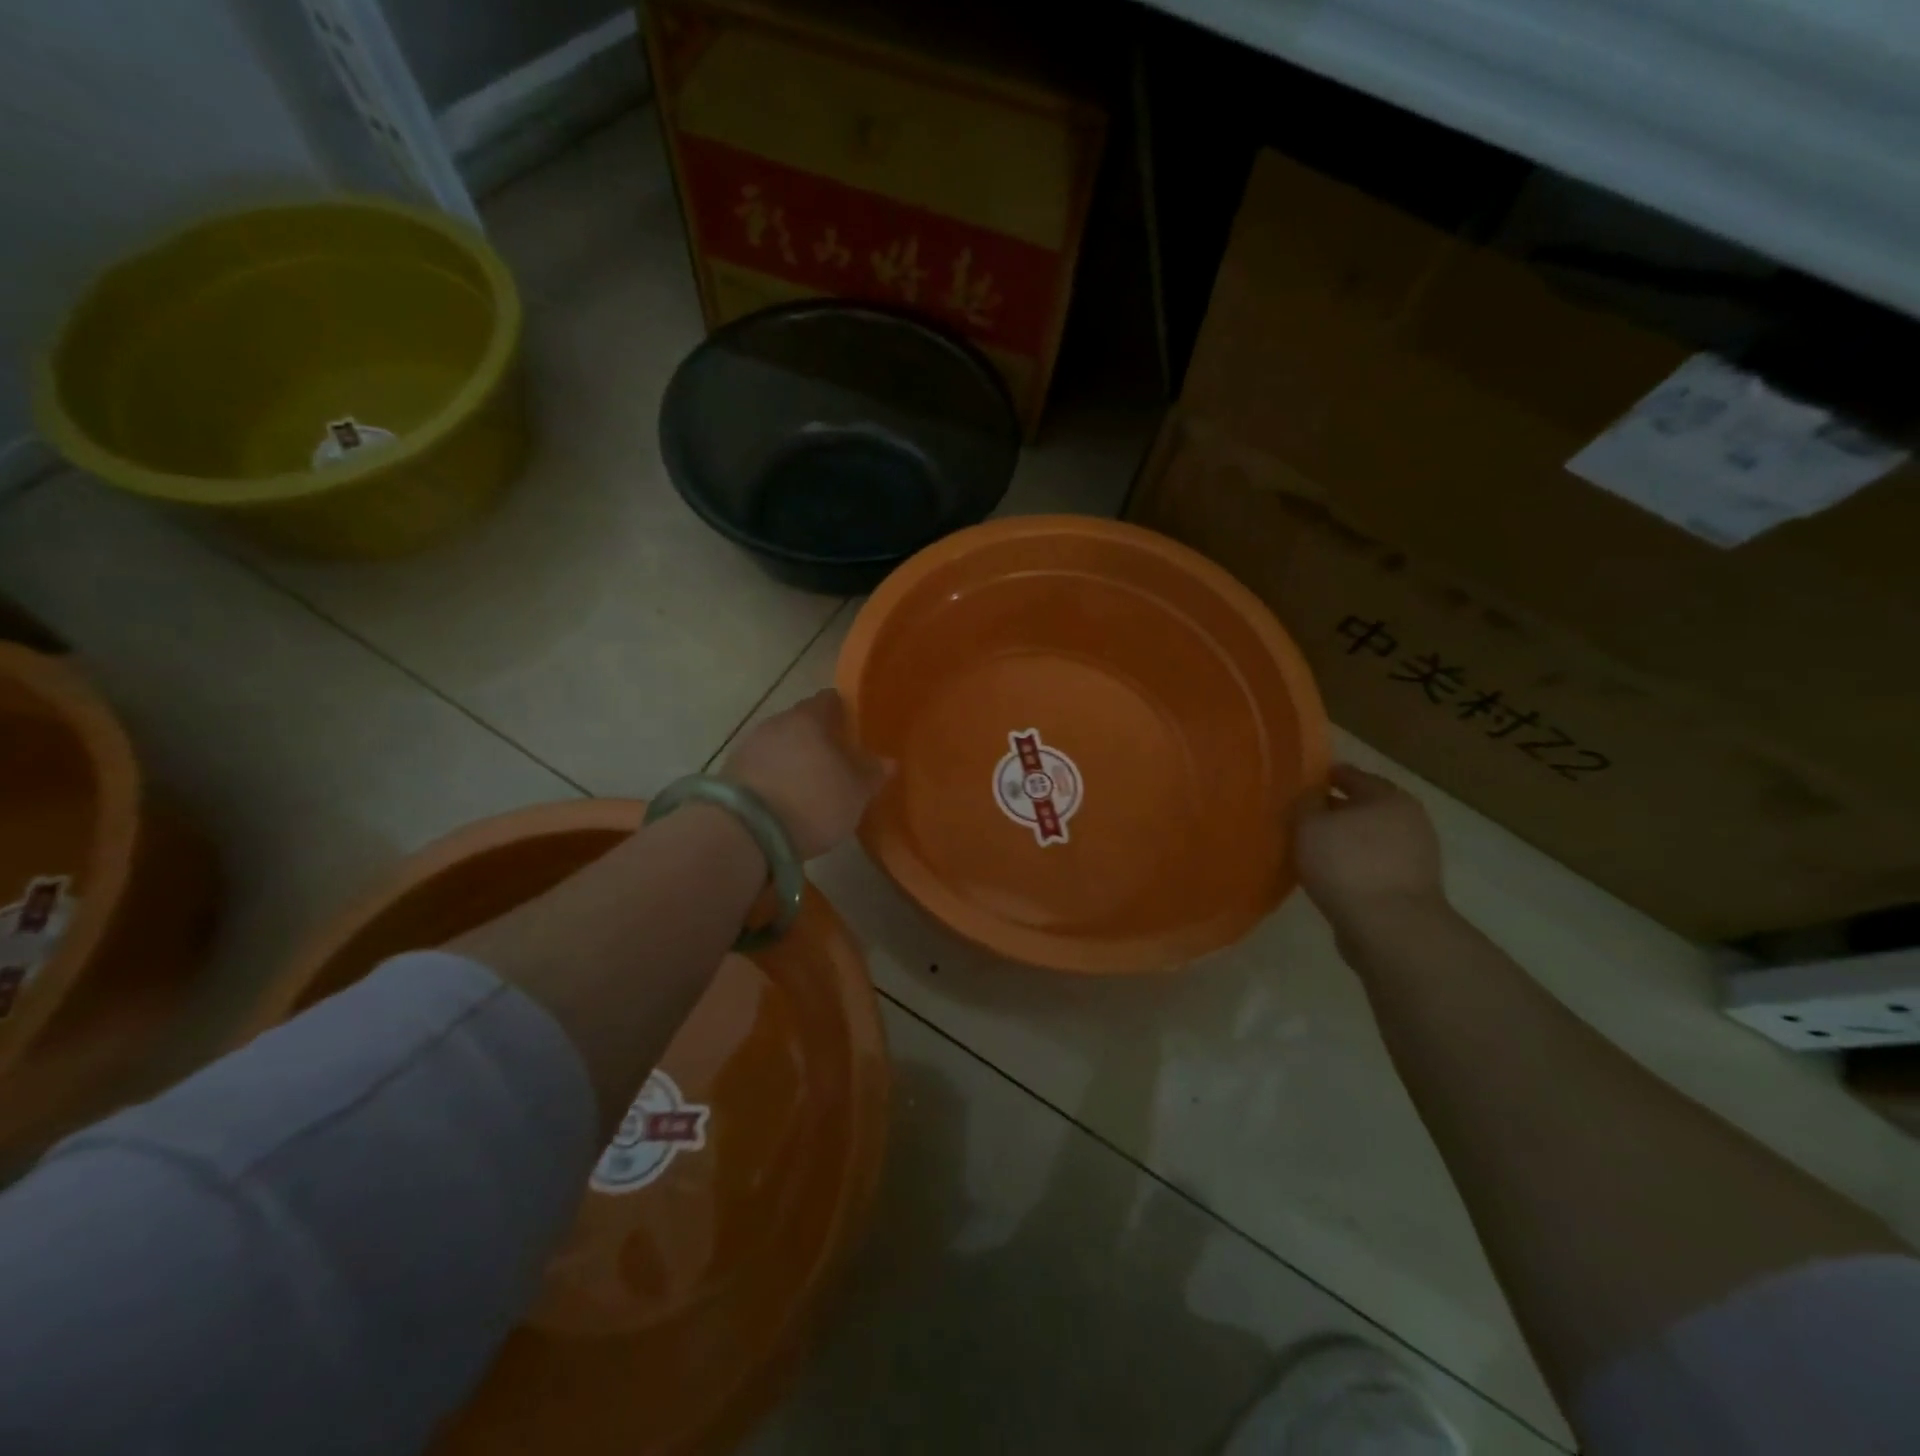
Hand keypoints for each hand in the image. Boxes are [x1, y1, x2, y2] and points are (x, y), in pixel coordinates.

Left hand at [722, 690, 890, 857]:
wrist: (745, 832)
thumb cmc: (812, 801)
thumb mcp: (855, 793)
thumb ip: (872, 773)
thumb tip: (887, 761)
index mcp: (809, 718)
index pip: (829, 700)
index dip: (844, 711)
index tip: (854, 728)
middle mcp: (776, 723)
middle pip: (802, 722)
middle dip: (818, 737)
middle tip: (837, 760)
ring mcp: (749, 746)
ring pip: (780, 745)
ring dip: (795, 758)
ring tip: (811, 783)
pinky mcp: (731, 773)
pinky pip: (762, 767)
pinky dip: (776, 777)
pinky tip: (785, 798)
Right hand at [1295, 764, 1445, 934]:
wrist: (1390, 928)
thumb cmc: (1347, 865)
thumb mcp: (1309, 824)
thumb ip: (1305, 803)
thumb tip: (1310, 795)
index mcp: (1389, 797)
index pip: (1351, 775)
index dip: (1324, 775)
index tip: (1300, 781)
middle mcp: (1409, 821)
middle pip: (1363, 807)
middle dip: (1334, 810)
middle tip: (1301, 816)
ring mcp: (1415, 856)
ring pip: (1368, 838)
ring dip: (1343, 840)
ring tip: (1311, 848)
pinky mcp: (1409, 887)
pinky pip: (1372, 866)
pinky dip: (1352, 865)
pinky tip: (1328, 874)